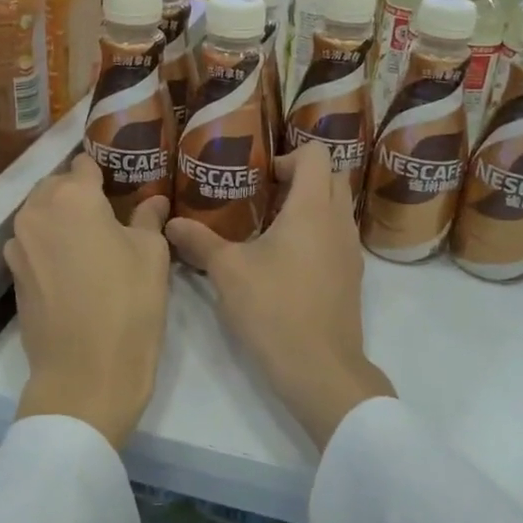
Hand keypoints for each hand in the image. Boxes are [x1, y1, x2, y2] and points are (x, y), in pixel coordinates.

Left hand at [6, 154, 171, 449]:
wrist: (86, 374)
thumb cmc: (129, 305)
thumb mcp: (152, 255)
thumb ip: (148, 218)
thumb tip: (152, 200)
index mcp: (72, 197)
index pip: (85, 164)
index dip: (106, 170)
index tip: (124, 181)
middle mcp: (36, 212)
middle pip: (57, 186)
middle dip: (81, 192)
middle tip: (113, 211)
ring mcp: (18, 244)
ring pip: (42, 214)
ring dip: (64, 218)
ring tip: (95, 238)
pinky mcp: (13, 274)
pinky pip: (34, 242)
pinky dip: (52, 244)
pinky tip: (77, 265)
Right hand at [165, 144, 393, 450]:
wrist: (320, 368)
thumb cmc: (273, 309)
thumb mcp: (228, 272)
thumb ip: (199, 242)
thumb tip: (171, 224)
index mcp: (312, 209)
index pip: (316, 154)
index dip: (289, 155)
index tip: (262, 175)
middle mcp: (338, 221)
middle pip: (331, 176)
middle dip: (301, 176)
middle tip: (265, 194)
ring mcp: (350, 250)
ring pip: (338, 208)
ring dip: (312, 205)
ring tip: (272, 225)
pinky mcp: (351, 276)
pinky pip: (338, 236)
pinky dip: (318, 232)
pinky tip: (288, 259)